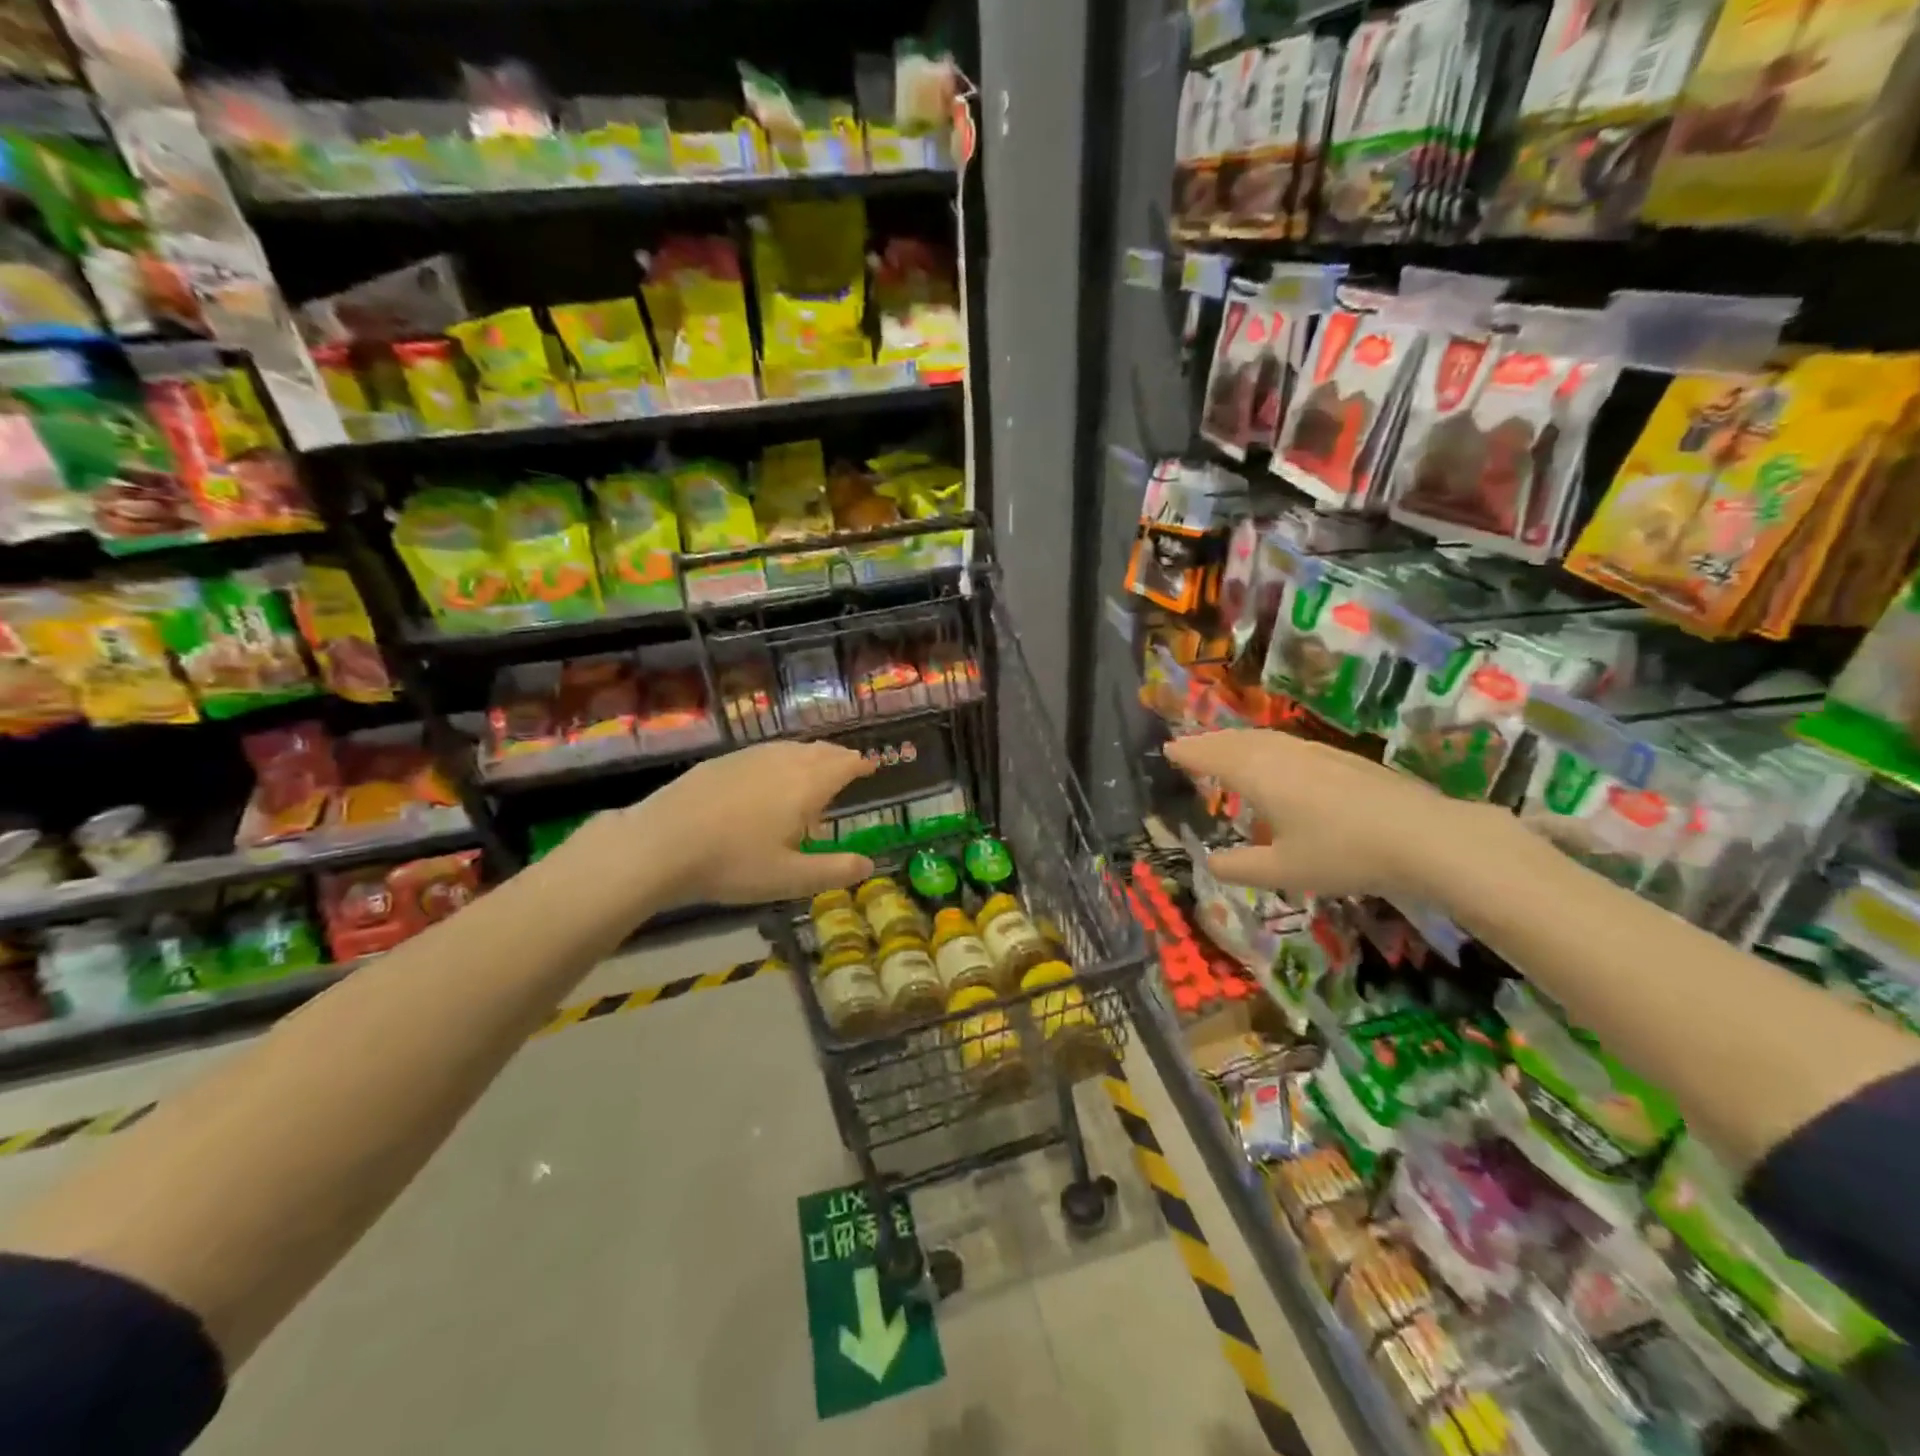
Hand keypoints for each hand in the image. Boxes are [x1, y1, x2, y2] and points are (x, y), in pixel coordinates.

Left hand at [591, 741, 877, 908]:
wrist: (660, 843)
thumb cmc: (732, 863)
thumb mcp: (789, 878)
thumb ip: (833, 871)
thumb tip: (869, 864)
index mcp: (806, 785)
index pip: (843, 765)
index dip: (861, 765)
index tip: (872, 766)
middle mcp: (783, 761)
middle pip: (820, 751)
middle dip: (838, 757)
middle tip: (848, 767)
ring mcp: (749, 757)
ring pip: (790, 749)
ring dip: (810, 757)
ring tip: (812, 772)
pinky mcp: (721, 762)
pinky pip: (765, 753)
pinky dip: (781, 760)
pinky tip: (767, 780)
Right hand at [1165, 729, 1494, 901]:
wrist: (1423, 836)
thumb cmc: (1342, 853)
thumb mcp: (1282, 870)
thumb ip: (1239, 867)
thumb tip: (1209, 861)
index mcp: (1258, 776)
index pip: (1212, 756)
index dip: (1188, 753)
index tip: (1167, 749)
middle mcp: (1281, 755)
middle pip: (1236, 740)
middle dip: (1208, 742)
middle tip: (1188, 746)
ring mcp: (1314, 752)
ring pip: (1264, 738)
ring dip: (1236, 740)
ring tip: (1224, 749)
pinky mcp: (1341, 758)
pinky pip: (1286, 743)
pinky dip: (1264, 746)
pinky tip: (1276, 761)